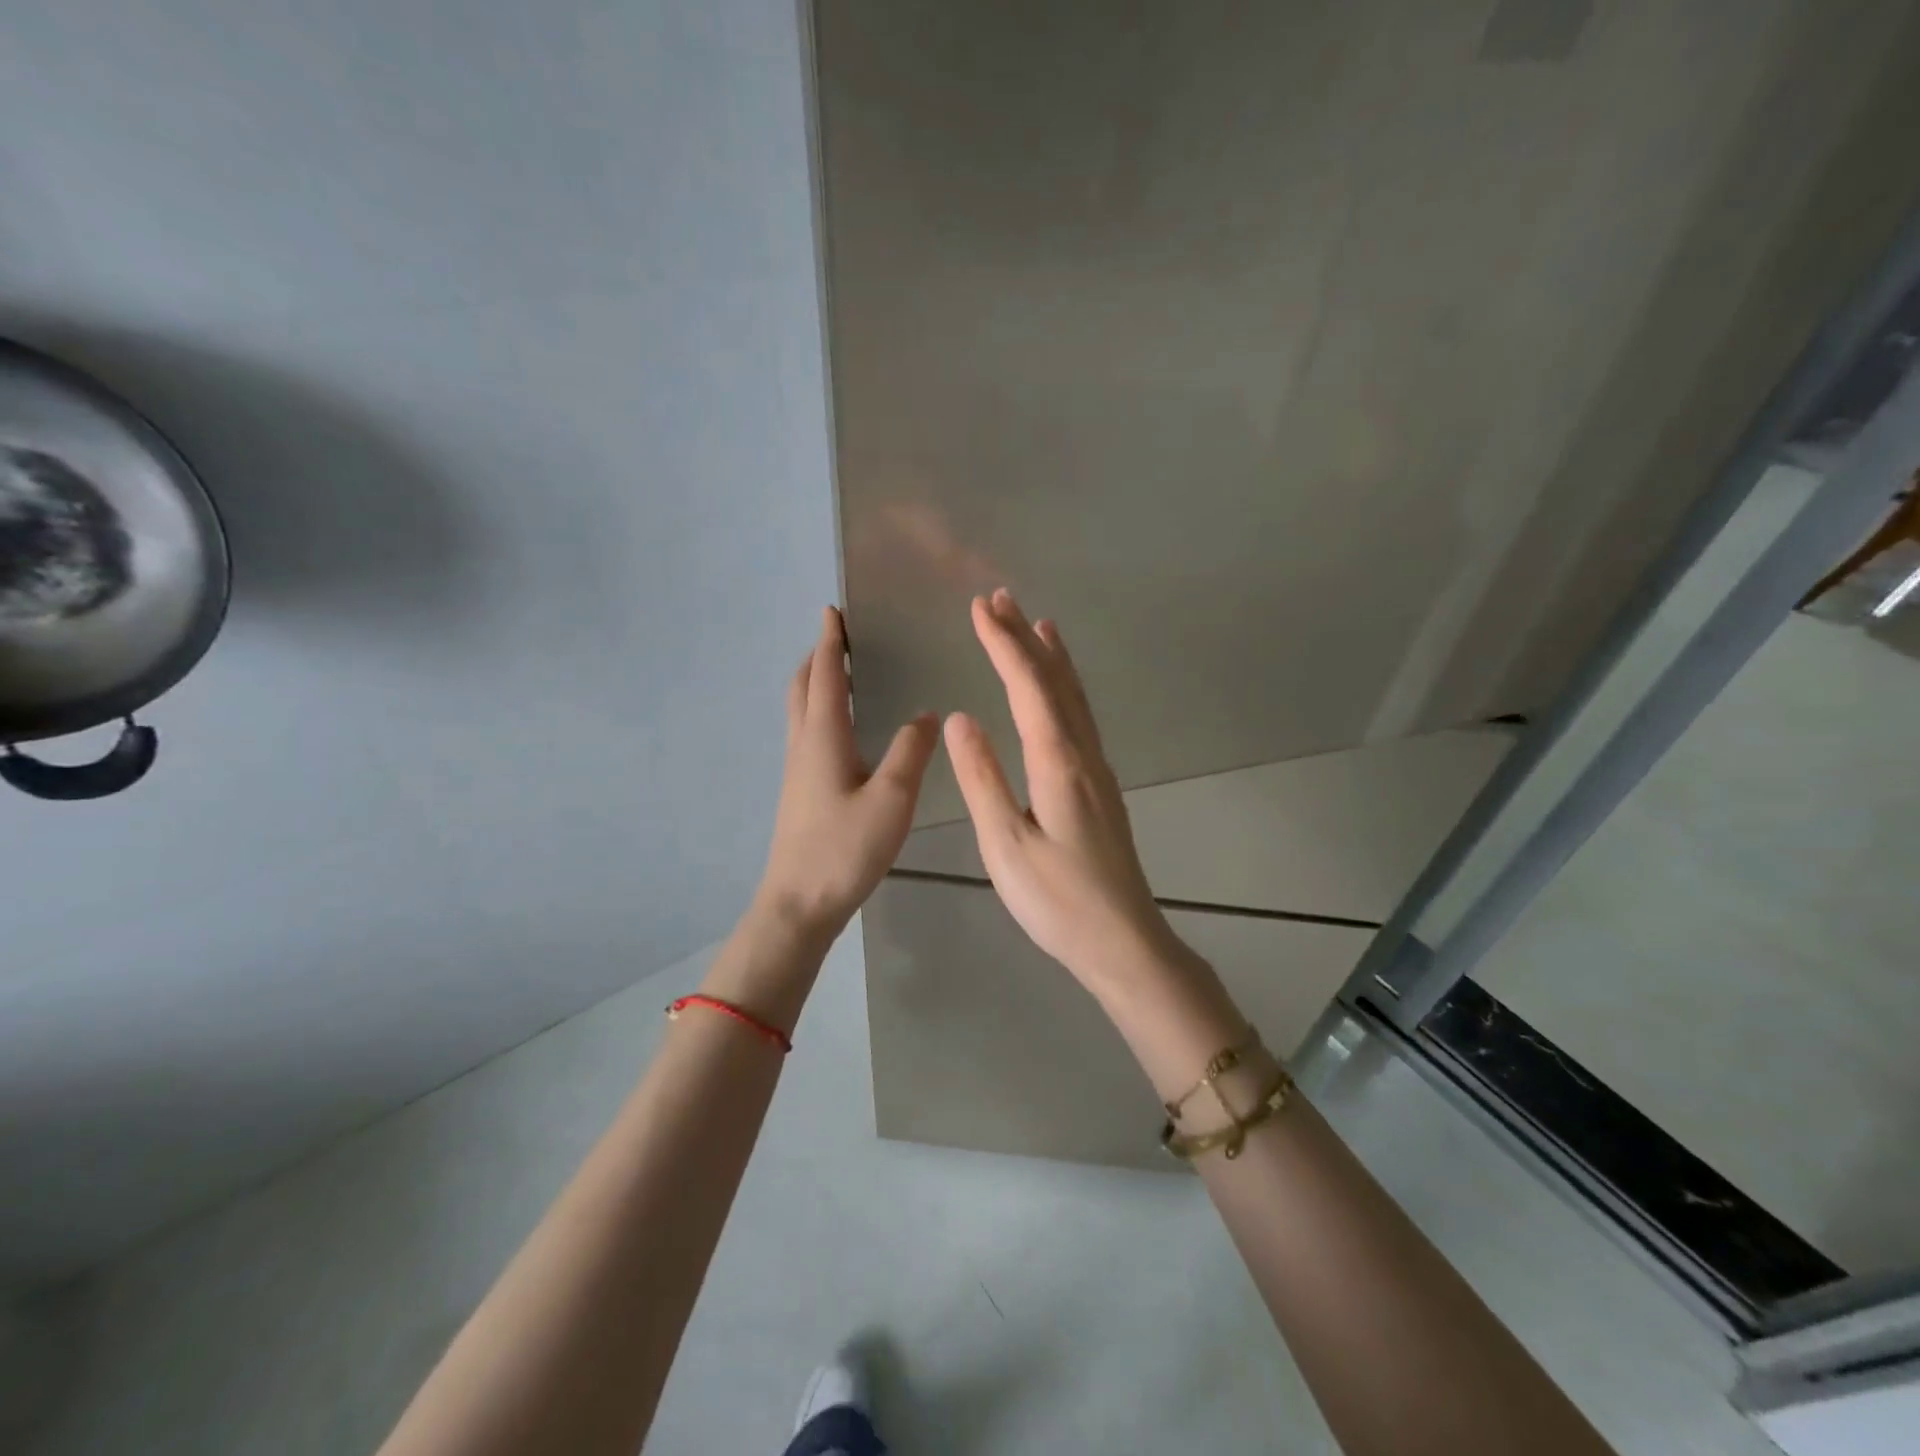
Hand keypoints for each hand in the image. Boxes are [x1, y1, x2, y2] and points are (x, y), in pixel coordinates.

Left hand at [756, 606, 938, 941]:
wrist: (799, 904)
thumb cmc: (845, 849)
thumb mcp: (892, 798)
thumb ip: (911, 751)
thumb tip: (927, 715)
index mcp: (823, 737)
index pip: (823, 675)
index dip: (829, 641)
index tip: (834, 611)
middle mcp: (803, 745)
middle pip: (801, 687)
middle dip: (817, 657)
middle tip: (840, 638)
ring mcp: (797, 770)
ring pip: (800, 711)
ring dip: (815, 683)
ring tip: (841, 674)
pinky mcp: (799, 791)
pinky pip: (806, 733)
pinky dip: (819, 711)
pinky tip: (843, 730)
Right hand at [944, 590, 1187, 992]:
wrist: (1122, 940)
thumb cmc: (1057, 900)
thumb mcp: (1005, 843)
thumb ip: (981, 778)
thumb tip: (959, 717)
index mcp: (1058, 762)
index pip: (1028, 687)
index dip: (1003, 644)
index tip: (979, 608)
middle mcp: (1083, 753)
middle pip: (1054, 681)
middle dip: (1025, 637)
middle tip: (1000, 598)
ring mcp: (1097, 768)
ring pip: (1074, 697)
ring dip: (1051, 656)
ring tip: (1036, 623)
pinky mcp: (1100, 785)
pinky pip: (1081, 717)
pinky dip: (1066, 687)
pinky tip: (1060, 691)